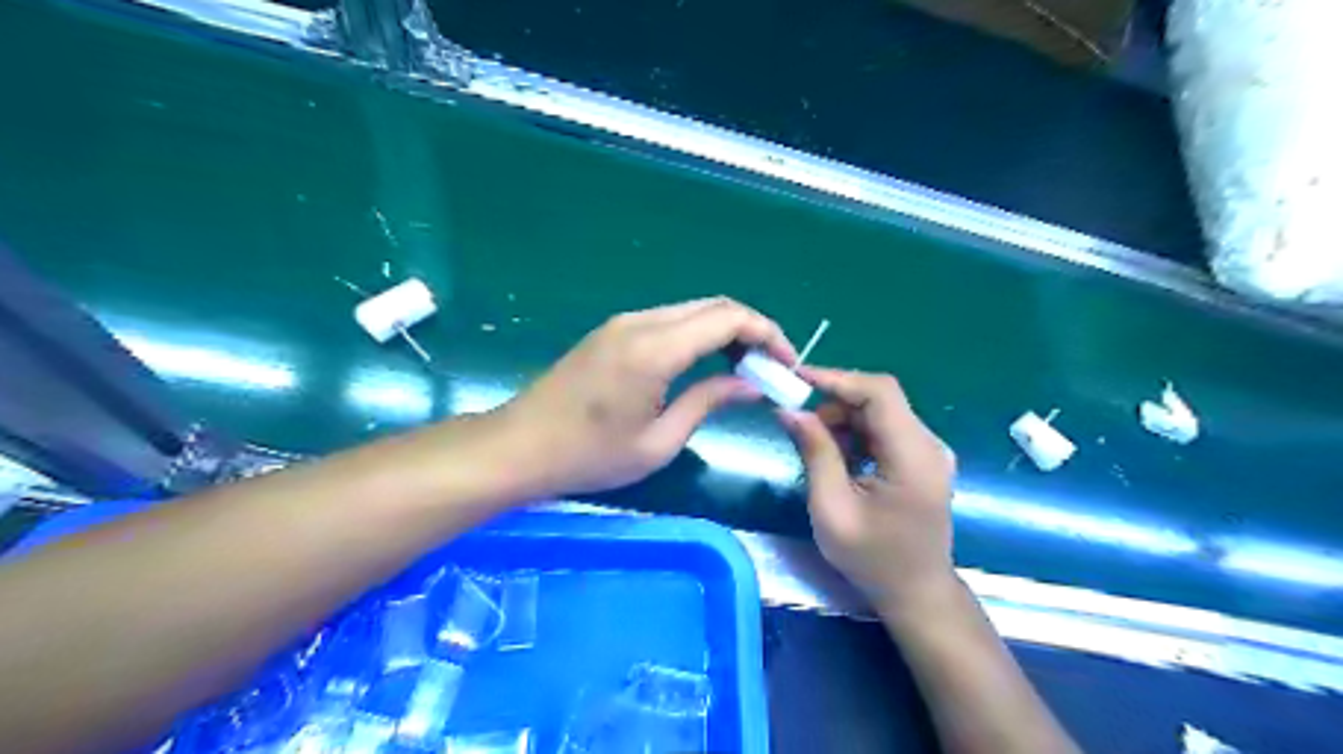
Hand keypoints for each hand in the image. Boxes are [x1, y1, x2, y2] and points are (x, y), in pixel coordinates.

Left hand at [502, 297, 794, 495]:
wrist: (520, 446)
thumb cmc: (590, 455)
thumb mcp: (659, 441)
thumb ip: (708, 402)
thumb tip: (752, 386)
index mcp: (655, 348)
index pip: (728, 318)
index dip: (767, 335)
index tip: (786, 364)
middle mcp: (642, 322)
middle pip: (714, 306)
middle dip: (751, 330)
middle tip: (769, 368)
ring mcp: (624, 323)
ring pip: (692, 310)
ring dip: (725, 331)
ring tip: (744, 369)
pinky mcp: (613, 331)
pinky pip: (670, 320)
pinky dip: (699, 334)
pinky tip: (706, 364)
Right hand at [782, 368, 958, 612]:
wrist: (916, 592)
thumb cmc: (872, 558)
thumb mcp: (832, 508)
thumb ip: (815, 452)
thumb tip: (789, 410)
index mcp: (913, 457)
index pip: (880, 392)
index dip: (838, 378)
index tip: (797, 380)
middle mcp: (929, 444)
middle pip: (880, 399)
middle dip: (835, 402)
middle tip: (801, 423)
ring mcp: (929, 451)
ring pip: (880, 412)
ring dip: (844, 419)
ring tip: (817, 446)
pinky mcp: (922, 458)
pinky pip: (885, 429)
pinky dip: (857, 433)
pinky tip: (839, 457)